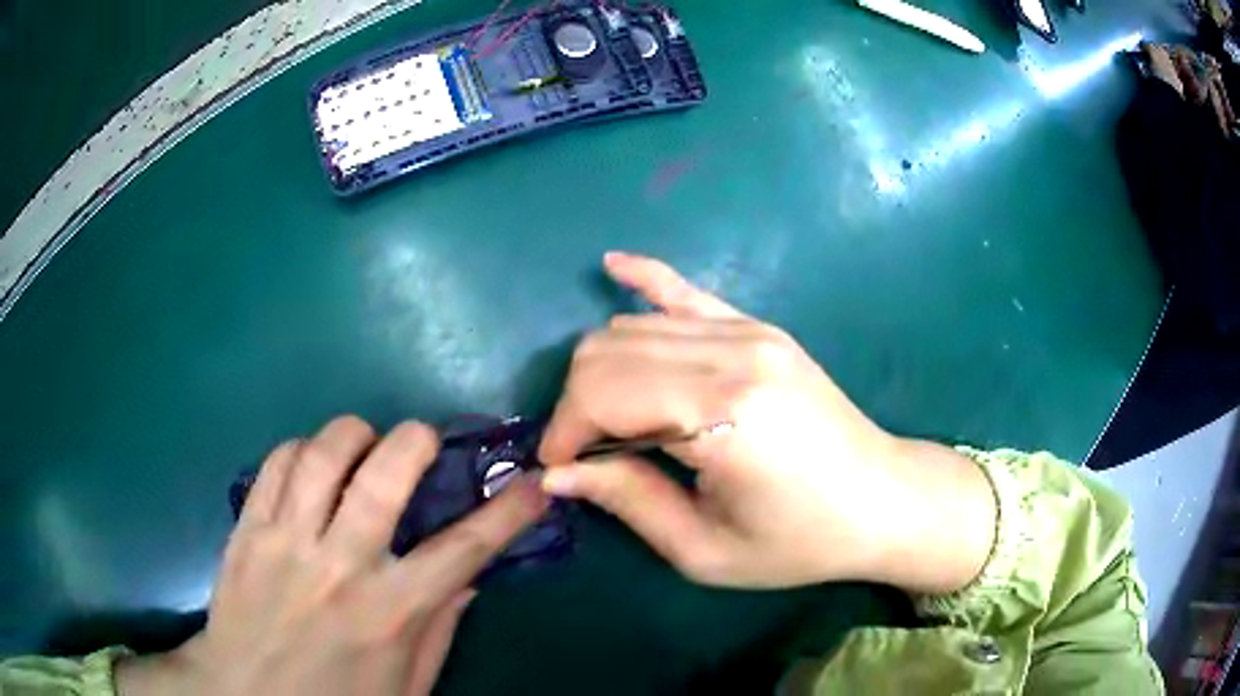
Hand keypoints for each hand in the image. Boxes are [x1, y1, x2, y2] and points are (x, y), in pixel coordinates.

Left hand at [118, 417, 548, 695]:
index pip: (465, 549)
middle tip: (423, 440)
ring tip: (364, 442)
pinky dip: (300, 449)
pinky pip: (275, 464)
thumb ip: (438, 631)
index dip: (508, 511)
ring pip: (322, 454)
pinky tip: (311, 463)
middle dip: (416, 441)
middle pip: (384, 475)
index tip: (533, 483)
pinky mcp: (247, 528)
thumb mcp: (405, 687)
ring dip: (353, 433)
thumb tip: (469, 578)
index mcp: (390, 614)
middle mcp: (339, 566)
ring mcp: (286, 541)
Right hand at [538, 253, 994, 592]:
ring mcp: (749, 332)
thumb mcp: (705, 550)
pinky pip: (687, 290)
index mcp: (722, 416)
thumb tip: (556, 472)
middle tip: (581, 452)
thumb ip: (627, 501)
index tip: (556, 468)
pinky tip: (613, 265)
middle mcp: (732, 355)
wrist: (881, 499)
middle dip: (574, 403)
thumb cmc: (798, 541)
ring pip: (633, 326)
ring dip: (599, 369)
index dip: (564, 433)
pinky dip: (644, 279)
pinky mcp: (759, 327)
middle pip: (608, 352)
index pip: (602, 397)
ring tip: (603, 417)